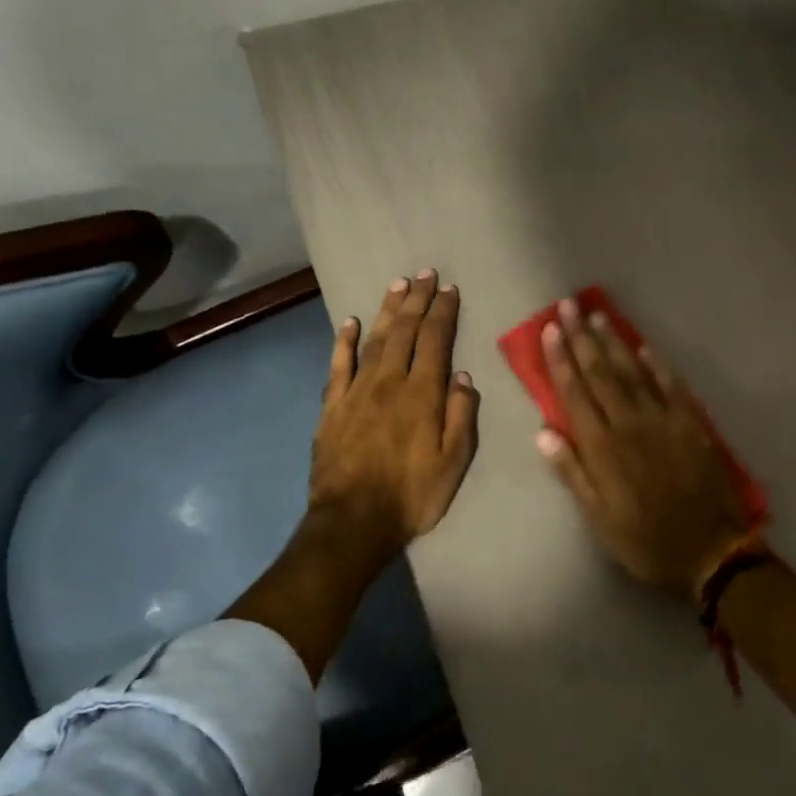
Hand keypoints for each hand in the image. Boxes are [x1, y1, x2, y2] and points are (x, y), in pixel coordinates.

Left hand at [310, 270, 480, 553]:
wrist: (354, 521)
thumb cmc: (412, 495)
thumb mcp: (454, 461)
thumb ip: (461, 416)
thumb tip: (463, 377)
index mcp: (423, 394)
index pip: (436, 341)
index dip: (444, 312)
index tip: (450, 288)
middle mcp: (389, 382)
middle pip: (406, 331)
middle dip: (418, 300)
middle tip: (425, 273)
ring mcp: (356, 391)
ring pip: (375, 340)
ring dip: (388, 310)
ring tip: (398, 285)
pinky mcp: (332, 406)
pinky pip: (338, 365)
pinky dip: (344, 341)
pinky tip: (350, 322)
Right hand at [536, 297, 750, 599]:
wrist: (710, 551)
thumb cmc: (646, 541)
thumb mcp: (599, 519)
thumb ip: (572, 473)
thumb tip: (543, 432)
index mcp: (603, 449)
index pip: (575, 393)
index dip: (561, 360)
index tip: (551, 330)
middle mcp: (630, 425)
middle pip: (601, 373)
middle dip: (582, 338)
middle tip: (568, 306)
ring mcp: (664, 421)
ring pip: (633, 372)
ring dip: (614, 342)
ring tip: (598, 315)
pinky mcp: (691, 424)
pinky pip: (671, 386)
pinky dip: (656, 365)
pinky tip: (644, 347)